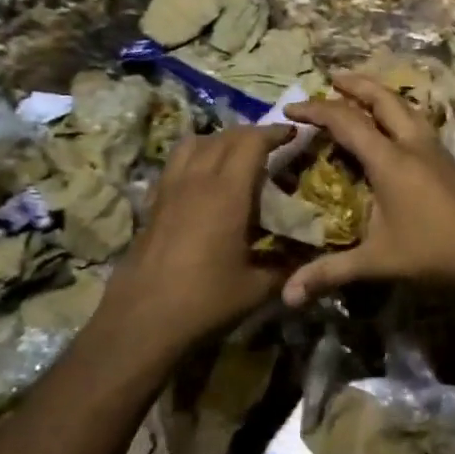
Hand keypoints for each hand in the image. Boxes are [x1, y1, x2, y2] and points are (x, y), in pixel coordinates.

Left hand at [94, 124, 293, 361]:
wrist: (142, 321)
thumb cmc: (205, 300)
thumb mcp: (257, 288)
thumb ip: (288, 267)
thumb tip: (312, 258)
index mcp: (226, 192)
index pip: (251, 142)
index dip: (274, 132)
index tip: (293, 133)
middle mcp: (196, 180)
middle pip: (223, 137)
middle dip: (250, 134)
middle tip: (271, 145)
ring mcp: (169, 190)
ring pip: (193, 144)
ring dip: (218, 141)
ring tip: (235, 156)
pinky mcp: (153, 205)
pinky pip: (175, 165)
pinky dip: (194, 159)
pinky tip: (203, 183)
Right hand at [281, 72, 454, 306]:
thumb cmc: (432, 252)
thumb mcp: (377, 261)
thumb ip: (331, 273)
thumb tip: (287, 297)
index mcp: (390, 160)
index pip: (346, 122)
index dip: (316, 111)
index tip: (290, 109)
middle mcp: (412, 145)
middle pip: (383, 99)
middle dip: (355, 85)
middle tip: (333, 77)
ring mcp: (434, 150)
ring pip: (406, 107)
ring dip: (381, 94)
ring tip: (364, 93)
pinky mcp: (448, 161)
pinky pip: (418, 122)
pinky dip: (399, 113)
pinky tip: (398, 127)